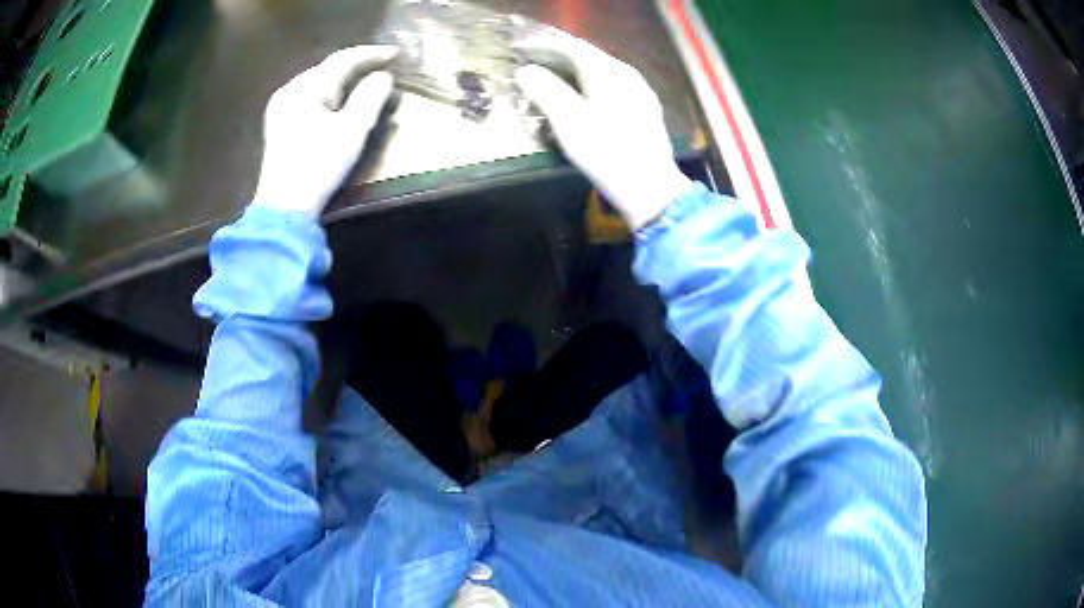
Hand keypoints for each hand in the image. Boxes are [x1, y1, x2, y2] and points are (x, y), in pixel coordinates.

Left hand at [252, 46, 397, 216]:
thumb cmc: (318, 166)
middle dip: (355, 65)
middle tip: (382, 67)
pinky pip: (307, 96)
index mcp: (306, 88)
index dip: (371, 54)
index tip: (395, 55)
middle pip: (328, 68)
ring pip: (317, 81)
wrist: (284, 207)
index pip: (343, 60)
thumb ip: (370, 97)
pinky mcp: (278, 123)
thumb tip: (383, 77)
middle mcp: (289, 90)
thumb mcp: (351, 131)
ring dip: (342, 79)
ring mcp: (280, 107)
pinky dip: (328, 93)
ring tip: (364, 80)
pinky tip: (337, 100)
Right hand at [515, 34, 690, 230]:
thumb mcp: (570, 121)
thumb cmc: (607, 153)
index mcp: (609, 72)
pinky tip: (583, 100)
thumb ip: (546, 91)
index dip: (547, 45)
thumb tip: (526, 71)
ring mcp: (640, 93)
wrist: (651, 190)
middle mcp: (628, 75)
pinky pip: (612, 88)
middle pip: (590, 57)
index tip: (524, 49)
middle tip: (535, 64)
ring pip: (602, 73)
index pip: (574, 46)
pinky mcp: (645, 112)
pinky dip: (591, 87)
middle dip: (560, 58)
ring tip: (553, 80)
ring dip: (576, 73)